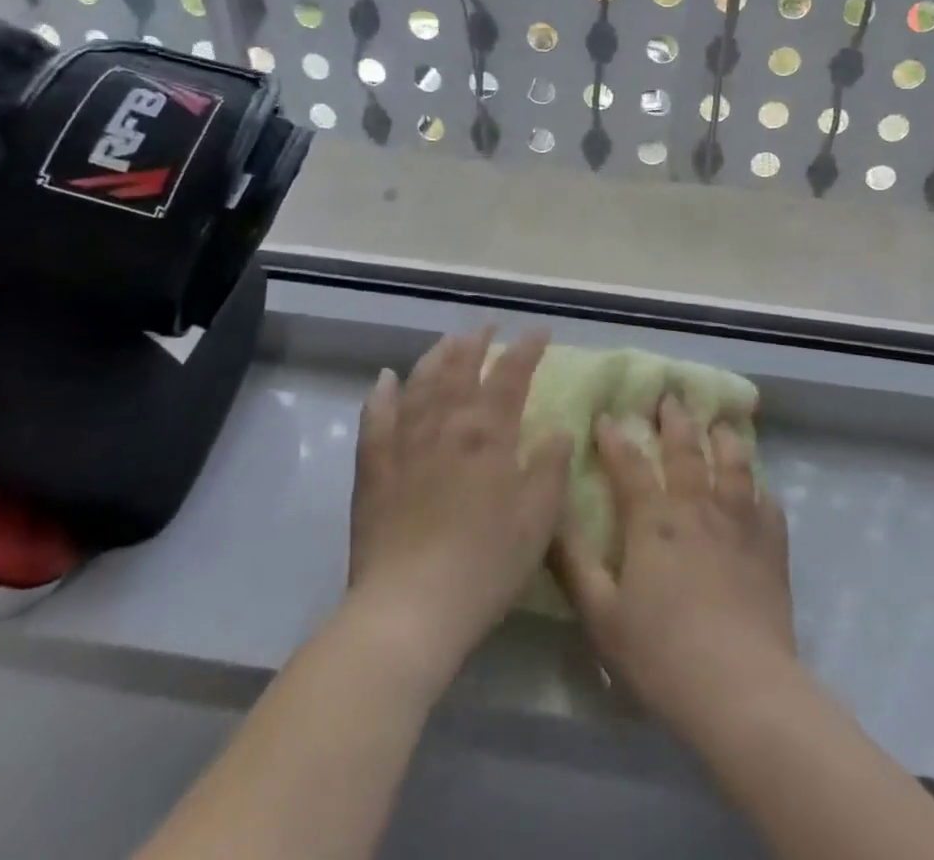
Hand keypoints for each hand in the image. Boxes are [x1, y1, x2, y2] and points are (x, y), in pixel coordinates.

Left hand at [346, 327, 572, 679]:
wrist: (410, 608)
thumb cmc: (485, 563)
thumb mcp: (538, 519)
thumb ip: (551, 467)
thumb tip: (559, 428)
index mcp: (488, 433)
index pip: (511, 375)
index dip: (527, 349)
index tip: (540, 331)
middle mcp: (445, 425)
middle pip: (461, 368)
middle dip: (477, 342)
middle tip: (487, 326)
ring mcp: (405, 443)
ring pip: (420, 384)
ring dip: (436, 357)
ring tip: (448, 341)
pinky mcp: (374, 468)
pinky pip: (375, 419)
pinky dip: (381, 394)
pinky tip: (386, 379)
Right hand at [553, 395, 794, 737]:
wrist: (740, 687)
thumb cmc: (661, 654)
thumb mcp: (601, 615)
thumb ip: (574, 564)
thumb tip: (551, 517)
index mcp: (653, 520)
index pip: (628, 464)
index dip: (614, 438)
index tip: (606, 416)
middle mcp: (697, 507)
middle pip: (685, 450)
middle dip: (675, 420)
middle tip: (670, 397)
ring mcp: (739, 522)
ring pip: (733, 464)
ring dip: (724, 439)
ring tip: (719, 425)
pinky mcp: (771, 546)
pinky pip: (768, 504)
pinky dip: (761, 490)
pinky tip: (760, 488)